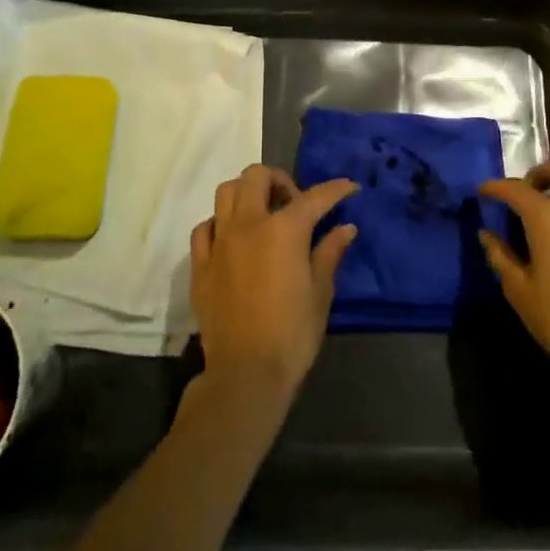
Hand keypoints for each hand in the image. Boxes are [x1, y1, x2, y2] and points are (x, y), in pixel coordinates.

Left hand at [189, 165, 357, 406]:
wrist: (245, 374)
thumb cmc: (292, 334)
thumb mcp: (320, 293)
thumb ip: (330, 253)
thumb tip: (346, 228)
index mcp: (284, 229)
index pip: (314, 197)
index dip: (336, 189)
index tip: (349, 187)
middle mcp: (248, 224)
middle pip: (257, 176)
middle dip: (278, 180)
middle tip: (293, 203)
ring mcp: (220, 242)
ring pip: (226, 192)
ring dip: (247, 193)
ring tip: (262, 215)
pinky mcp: (200, 265)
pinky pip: (205, 227)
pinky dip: (220, 224)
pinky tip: (232, 240)